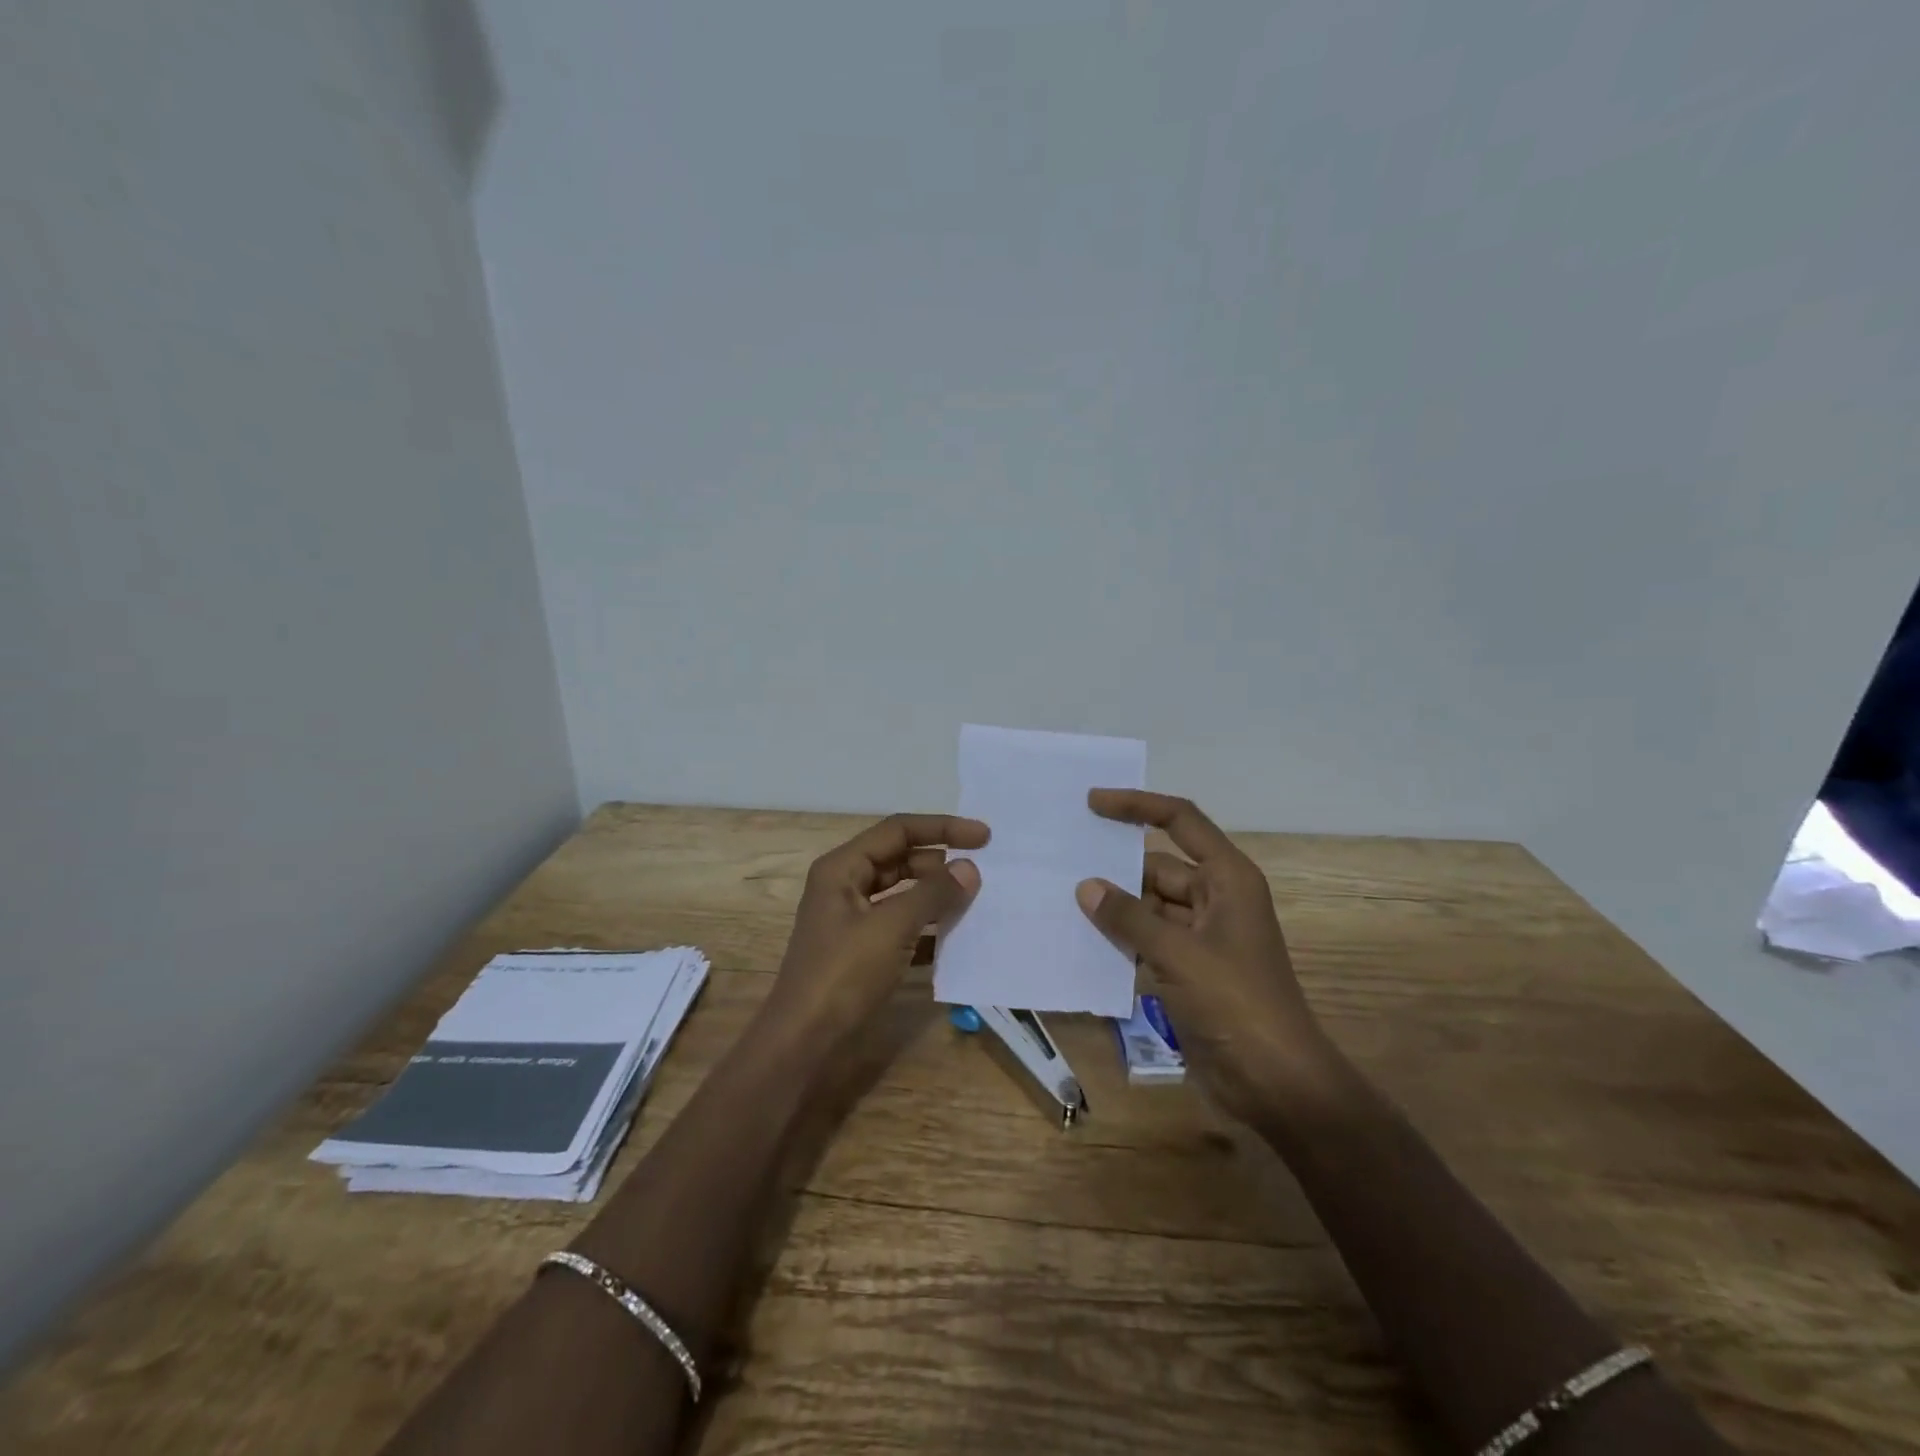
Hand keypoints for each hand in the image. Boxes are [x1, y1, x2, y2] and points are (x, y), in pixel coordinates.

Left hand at [767, 813, 988, 1040]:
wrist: (803, 1043)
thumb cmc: (843, 974)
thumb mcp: (891, 927)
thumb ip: (933, 894)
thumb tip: (970, 868)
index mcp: (842, 868)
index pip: (898, 830)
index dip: (942, 828)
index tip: (984, 836)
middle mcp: (846, 886)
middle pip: (901, 860)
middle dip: (941, 864)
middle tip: (984, 872)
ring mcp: (853, 920)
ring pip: (903, 895)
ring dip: (938, 897)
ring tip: (978, 901)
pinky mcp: (863, 952)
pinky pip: (902, 927)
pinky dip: (928, 929)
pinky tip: (959, 939)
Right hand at [1075, 790, 1328, 1121]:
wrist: (1275, 1083)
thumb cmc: (1236, 1004)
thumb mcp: (1179, 954)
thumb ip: (1129, 917)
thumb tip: (1086, 887)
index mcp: (1227, 879)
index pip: (1180, 822)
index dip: (1138, 806)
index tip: (1093, 803)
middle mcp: (1215, 899)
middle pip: (1158, 865)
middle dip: (1115, 865)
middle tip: (1062, 857)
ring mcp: (1201, 936)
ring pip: (1148, 905)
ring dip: (1113, 905)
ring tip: (1060, 894)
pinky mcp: (1188, 969)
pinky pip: (1147, 939)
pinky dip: (1120, 937)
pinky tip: (1081, 936)